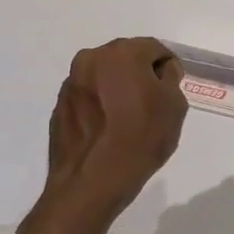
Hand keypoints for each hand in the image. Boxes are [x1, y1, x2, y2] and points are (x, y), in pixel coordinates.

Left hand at [42, 38, 188, 222]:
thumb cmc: (139, 140)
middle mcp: (91, 59)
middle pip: (126, 59)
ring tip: (127, 120)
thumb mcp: (174, 106)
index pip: (154, 48)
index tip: (172, 91)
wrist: (90, 184)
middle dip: (140, 75)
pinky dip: (100, 106)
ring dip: (117, 89)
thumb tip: (160, 72)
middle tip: (152, 104)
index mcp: (121, 53)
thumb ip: (171, 79)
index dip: (168, 68)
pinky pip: (88, 97)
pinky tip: (108, 131)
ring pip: (104, 77)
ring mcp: (71, 84)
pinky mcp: (59, 107)